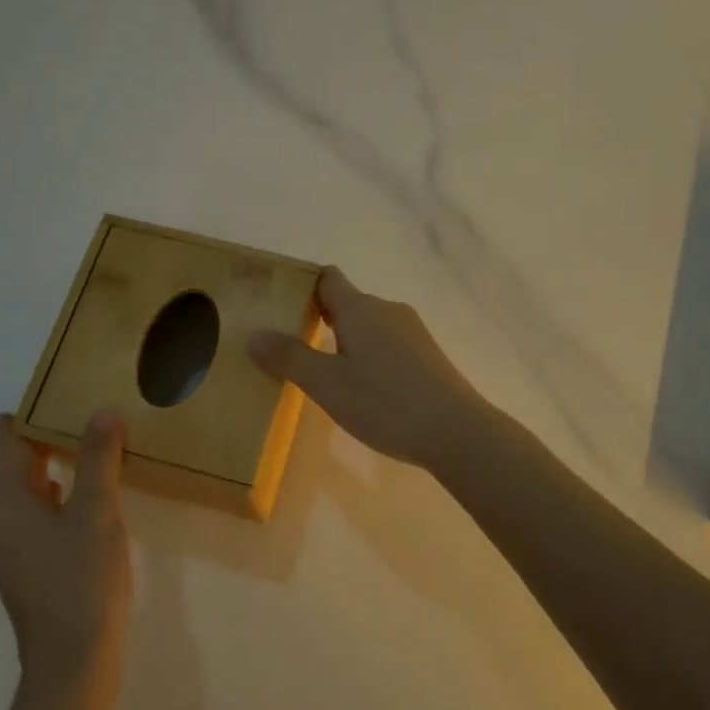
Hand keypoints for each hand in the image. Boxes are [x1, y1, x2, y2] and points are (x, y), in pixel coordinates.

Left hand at [0, 411, 132, 680]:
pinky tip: (86, 508)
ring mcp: (5, 553)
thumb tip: (102, 412)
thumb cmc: (82, 578)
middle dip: (48, 443)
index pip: (10, 443)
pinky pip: (33, 522)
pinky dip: (55, 504)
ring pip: (27, 498)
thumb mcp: (97, 512)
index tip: (55, 392)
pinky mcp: (21, 574)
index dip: (29, 415)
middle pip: (17, 469)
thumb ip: (99, 459)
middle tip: (86, 420)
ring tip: (93, 458)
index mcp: (6, 504)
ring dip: (55, 475)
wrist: (72, 661)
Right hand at [248, 266, 487, 471]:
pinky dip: (370, 357)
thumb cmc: (384, 402)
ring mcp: (413, 332)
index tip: (280, 307)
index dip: (302, 286)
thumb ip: (289, 357)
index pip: (327, 278)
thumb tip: (253, 334)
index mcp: (360, 308)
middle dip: (320, 319)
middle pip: (347, 302)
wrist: (456, 431)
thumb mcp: (326, 384)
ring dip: (346, 341)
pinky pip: (389, 344)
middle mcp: (388, 310)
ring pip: (369, 325)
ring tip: (325, 374)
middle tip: (292, 348)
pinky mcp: (428, 355)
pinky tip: (365, 390)